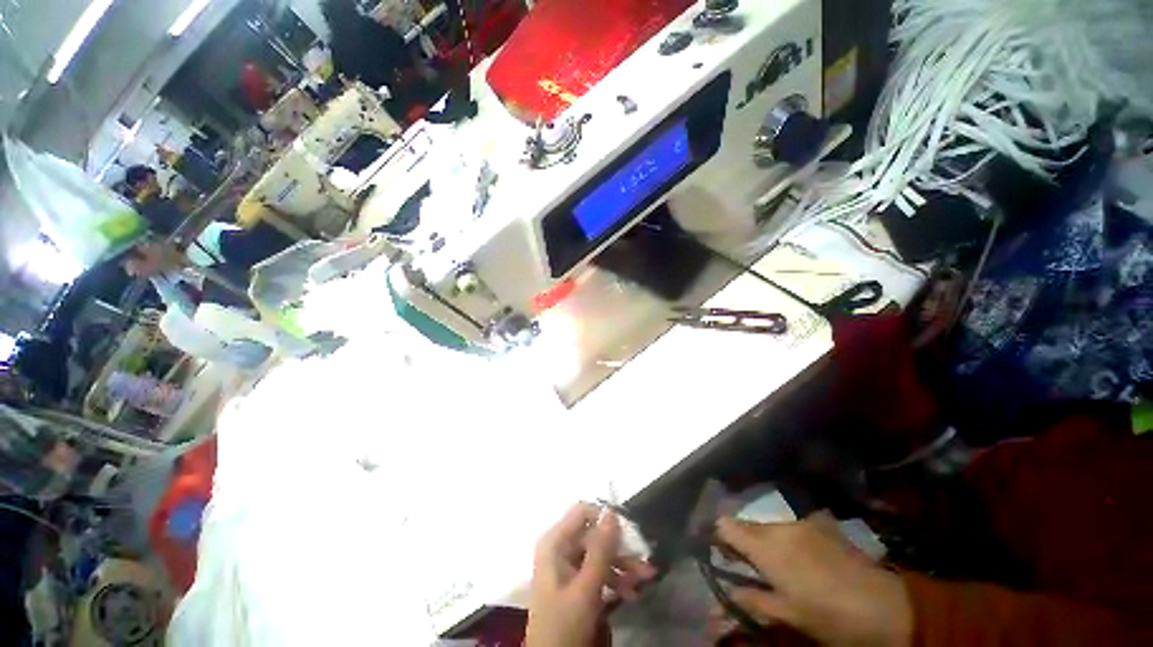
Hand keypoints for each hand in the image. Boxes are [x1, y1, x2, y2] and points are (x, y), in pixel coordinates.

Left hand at [526, 503, 655, 646]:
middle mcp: (560, 548)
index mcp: (555, 542)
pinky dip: (615, 579)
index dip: (605, 517)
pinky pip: (597, 571)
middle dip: (620, 549)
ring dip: (622, 566)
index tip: (629, 530)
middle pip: (594, 535)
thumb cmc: (564, 624)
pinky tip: (632, 593)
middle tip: (645, 563)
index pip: (582, 512)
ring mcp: (567, 565)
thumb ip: (601, 550)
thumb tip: (612, 512)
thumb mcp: (586, 588)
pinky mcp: (574, 583)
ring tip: (646, 579)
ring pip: (599, 554)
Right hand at [713, 512, 912, 646]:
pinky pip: (793, 524)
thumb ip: (753, 598)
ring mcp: (801, 521)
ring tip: (783, 564)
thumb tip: (728, 590)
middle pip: (747, 524)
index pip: (726, 525)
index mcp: (766, 547)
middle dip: (745, 541)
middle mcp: (779, 526)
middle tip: (754, 566)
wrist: (885, 606)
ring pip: (770, 524)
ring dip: (768, 539)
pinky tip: (806, 556)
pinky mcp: (821, 523)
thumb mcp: (788, 614)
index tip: (723, 554)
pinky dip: (789, 536)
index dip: (720, 537)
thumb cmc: (829, 615)